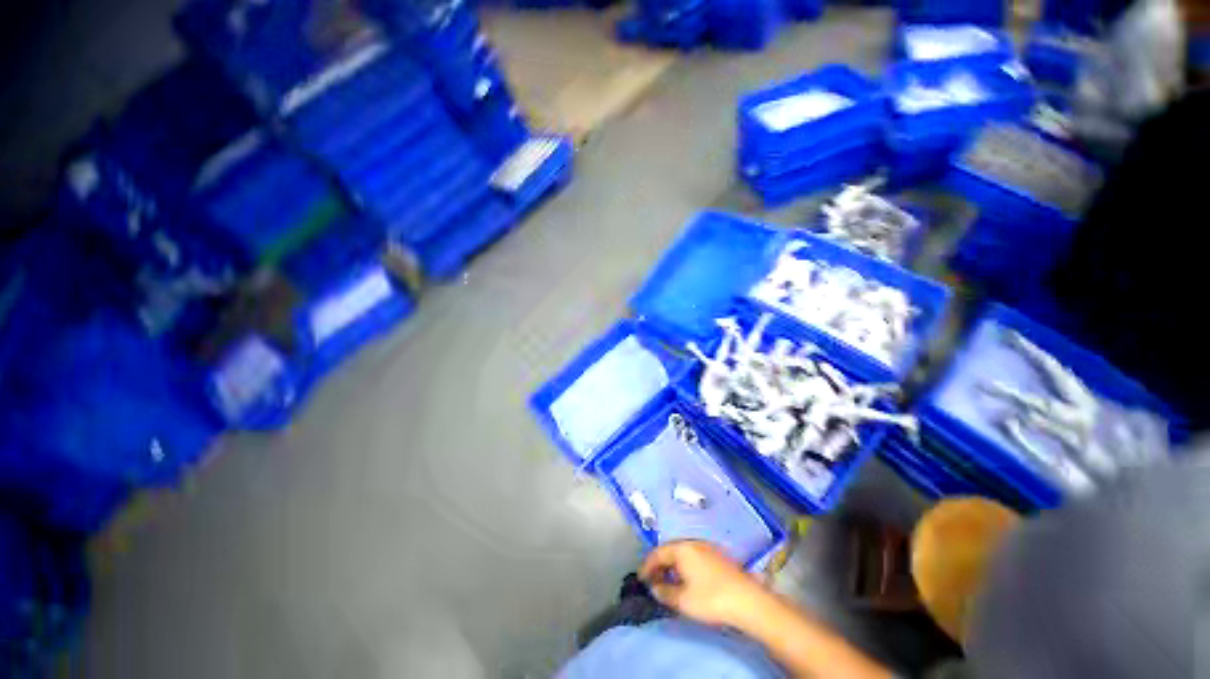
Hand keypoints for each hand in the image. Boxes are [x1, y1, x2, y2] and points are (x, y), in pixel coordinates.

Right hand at [638, 540, 771, 628]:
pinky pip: (694, 556)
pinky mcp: (717, 555)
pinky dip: (685, 565)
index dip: (647, 566)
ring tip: (669, 581)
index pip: (657, 553)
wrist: (746, 599)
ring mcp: (706, 547)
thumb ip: (664, 592)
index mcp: (681, 548)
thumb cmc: (710, 598)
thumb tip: (654, 587)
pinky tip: (688, 579)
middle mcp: (692, 542)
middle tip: (653, 580)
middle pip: (670, 550)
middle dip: (660, 564)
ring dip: (673, 565)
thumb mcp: (682, 600)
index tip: (641, 579)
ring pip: (683, 552)